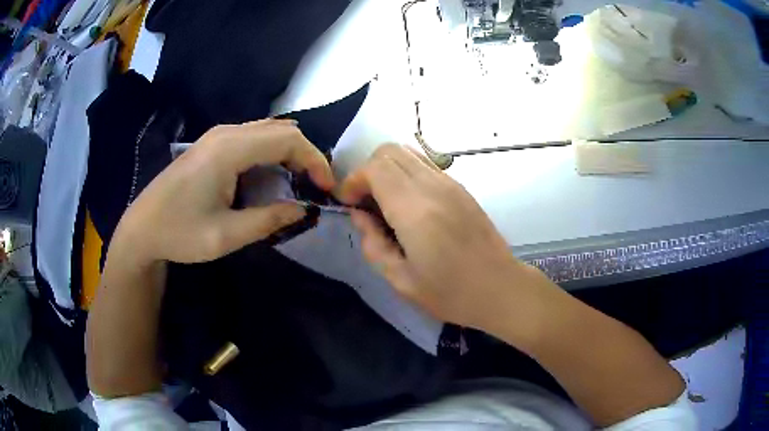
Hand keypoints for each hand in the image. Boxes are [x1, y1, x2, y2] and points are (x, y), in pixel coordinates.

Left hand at [115, 119, 334, 263]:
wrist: (142, 229)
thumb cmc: (179, 234)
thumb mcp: (226, 236)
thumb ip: (269, 220)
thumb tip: (304, 209)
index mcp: (229, 150)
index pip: (287, 139)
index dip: (314, 160)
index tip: (325, 188)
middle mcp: (225, 133)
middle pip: (281, 130)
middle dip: (305, 155)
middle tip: (315, 186)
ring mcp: (216, 135)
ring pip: (267, 131)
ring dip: (289, 152)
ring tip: (298, 182)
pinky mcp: (211, 144)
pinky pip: (252, 137)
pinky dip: (271, 152)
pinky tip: (271, 176)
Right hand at [340, 144, 556, 332]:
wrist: (500, 288)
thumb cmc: (450, 293)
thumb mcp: (401, 280)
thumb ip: (374, 243)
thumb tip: (359, 216)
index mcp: (414, 210)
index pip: (374, 168)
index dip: (353, 181)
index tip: (347, 203)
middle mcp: (433, 187)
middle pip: (389, 151)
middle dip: (367, 170)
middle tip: (364, 201)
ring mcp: (450, 183)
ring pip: (408, 152)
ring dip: (387, 169)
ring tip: (383, 200)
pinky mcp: (461, 188)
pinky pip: (425, 165)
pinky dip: (406, 173)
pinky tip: (408, 203)